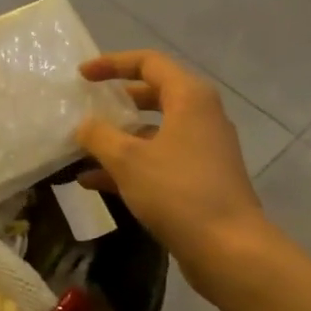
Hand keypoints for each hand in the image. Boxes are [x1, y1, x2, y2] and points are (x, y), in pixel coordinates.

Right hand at [75, 50, 268, 291]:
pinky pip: (159, 160)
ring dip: (119, 139)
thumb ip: (99, 136)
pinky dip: (130, 165)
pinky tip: (93, 182)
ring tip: (82, 149)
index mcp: (190, 98)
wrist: (228, 248)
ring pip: (154, 132)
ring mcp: (203, 149)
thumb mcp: (128, 160)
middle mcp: (201, 116)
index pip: (149, 63)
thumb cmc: (177, 192)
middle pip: (154, 95)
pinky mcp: (200, 179)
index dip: (113, 64)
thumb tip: (84, 126)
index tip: (82, 76)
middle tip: (87, 106)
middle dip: (117, 101)